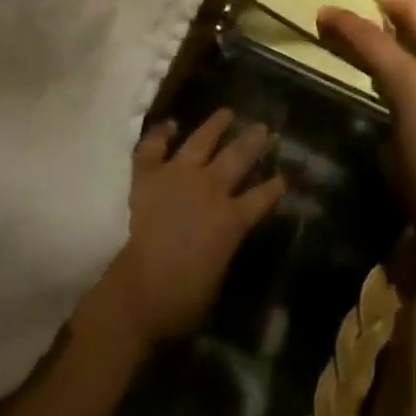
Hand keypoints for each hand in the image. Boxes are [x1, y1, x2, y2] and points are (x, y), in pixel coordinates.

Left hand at [94, 110, 286, 351]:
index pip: (263, 197)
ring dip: (216, 125)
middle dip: (254, 141)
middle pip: (238, 157)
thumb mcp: (213, 286)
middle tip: (263, 127)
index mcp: (230, 220)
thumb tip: (223, 245)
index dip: (277, 186)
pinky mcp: (146, 174)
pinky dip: (162, 133)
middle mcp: (209, 188)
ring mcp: (177, 175)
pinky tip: (170, 125)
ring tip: (227, 112)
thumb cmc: (173, 303)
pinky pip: (154, 146)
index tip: (287, 174)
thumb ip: (222, 256)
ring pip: (202, 140)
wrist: (128, 294)